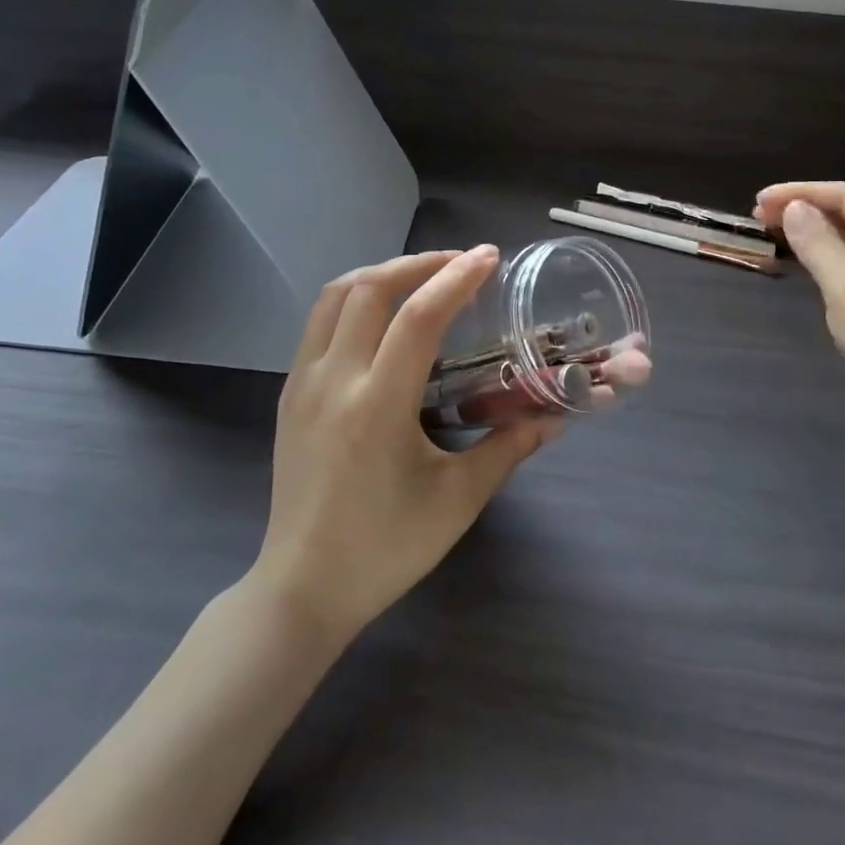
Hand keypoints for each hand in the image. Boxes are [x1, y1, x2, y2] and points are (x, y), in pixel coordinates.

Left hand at [253, 247, 563, 640]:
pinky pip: (319, 323)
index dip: (456, 278)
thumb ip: (507, 448)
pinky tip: (381, 317)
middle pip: (370, 289)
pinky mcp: (291, 394)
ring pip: (335, 297)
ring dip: (381, 274)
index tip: (489, 257)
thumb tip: (553, 417)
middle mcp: (335, 381)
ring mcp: (303, 383)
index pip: (418, 317)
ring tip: (421, 277)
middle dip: (419, 262)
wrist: (302, 588)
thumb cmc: (385, 548)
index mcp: (378, 406)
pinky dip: (354, 299)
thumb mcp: (457, 501)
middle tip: (460, 263)